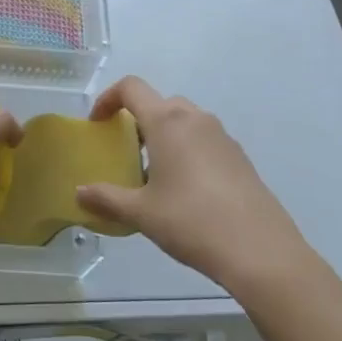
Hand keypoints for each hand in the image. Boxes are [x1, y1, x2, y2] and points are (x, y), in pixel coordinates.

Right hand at [75, 77, 341, 319]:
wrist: (261, 253)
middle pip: (158, 103)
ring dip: (163, 136)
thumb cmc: (191, 222)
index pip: (131, 87)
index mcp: (167, 121)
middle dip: (137, 121)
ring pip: (183, 122)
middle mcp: (195, 119)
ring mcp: (222, 137)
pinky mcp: (240, 158)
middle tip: (125, 152)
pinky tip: (184, 191)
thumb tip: (80, 193)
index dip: (108, 98)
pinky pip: (203, 141)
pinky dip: (186, 151)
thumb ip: (106, 198)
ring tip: (153, 175)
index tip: (97, 124)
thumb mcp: (141, 213)